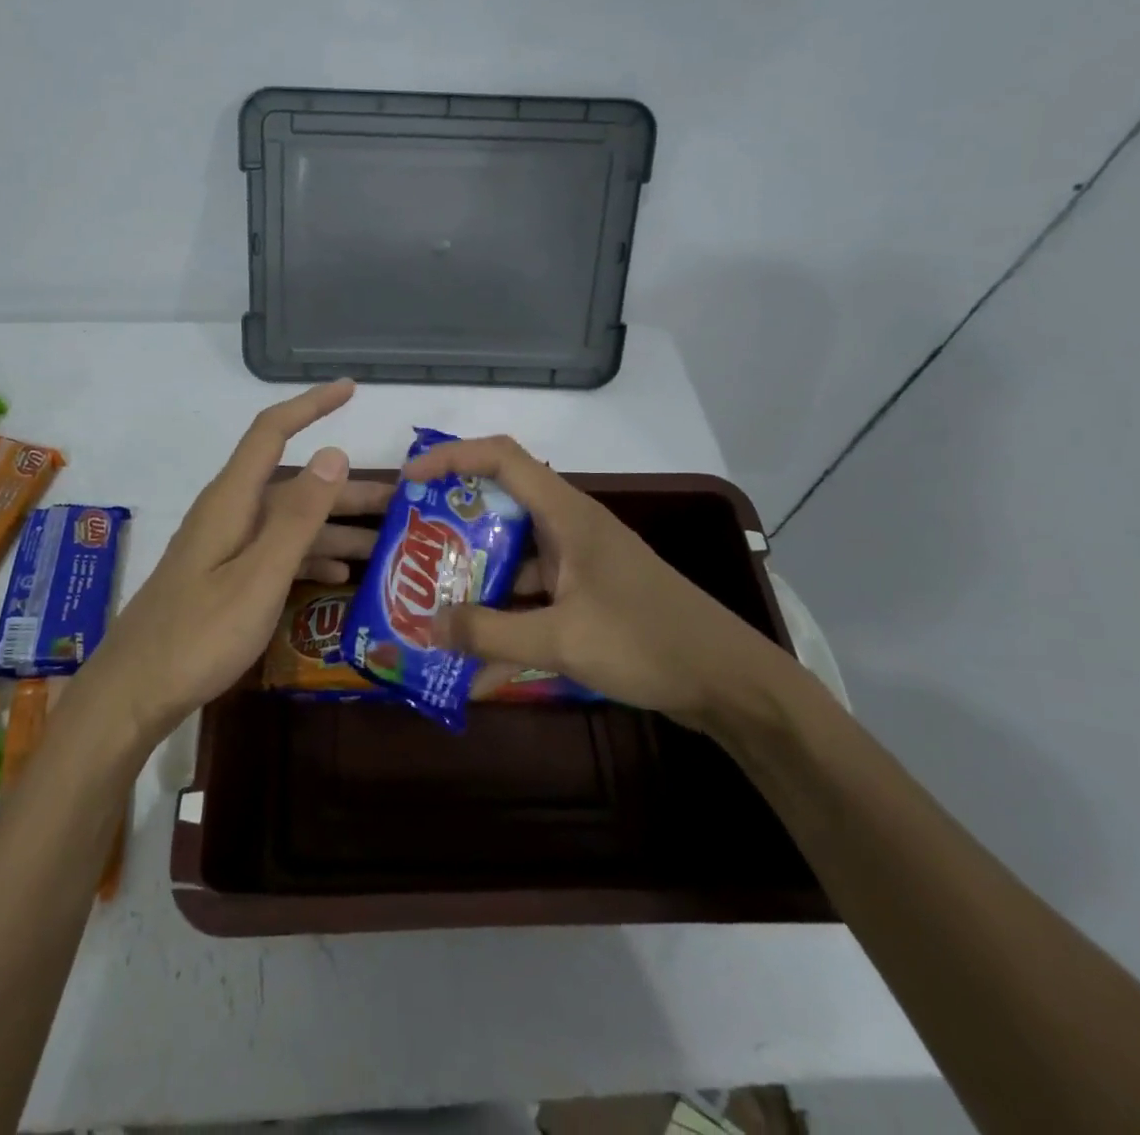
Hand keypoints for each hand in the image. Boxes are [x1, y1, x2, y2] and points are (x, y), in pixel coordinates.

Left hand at [74, 379, 360, 745]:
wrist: (134, 693)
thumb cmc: (199, 635)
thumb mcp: (259, 576)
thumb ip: (298, 517)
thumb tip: (334, 452)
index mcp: (232, 502)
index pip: (272, 432)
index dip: (310, 405)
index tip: (350, 389)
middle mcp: (229, 514)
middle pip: (294, 485)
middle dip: (345, 488)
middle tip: (401, 501)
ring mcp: (225, 548)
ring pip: (289, 523)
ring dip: (335, 529)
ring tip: (384, 543)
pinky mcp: (223, 577)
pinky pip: (275, 554)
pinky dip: (309, 559)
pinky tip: (339, 577)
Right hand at [400, 434, 788, 729]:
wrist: (728, 682)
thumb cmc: (647, 642)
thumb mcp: (562, 639)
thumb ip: (490, 633)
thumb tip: (428, 625)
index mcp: (567, 514)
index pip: (501, 457)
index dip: (451, 457)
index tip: (410, 480)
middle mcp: (571, 527)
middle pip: (501, 505)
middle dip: (454, 525)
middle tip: (413, 550)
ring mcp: (581, 562)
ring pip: (514, 554)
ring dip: (476, 576)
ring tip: (432, 603)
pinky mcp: (589, 594)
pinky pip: (534, 593)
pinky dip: (505, 615)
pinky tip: (478, 658)